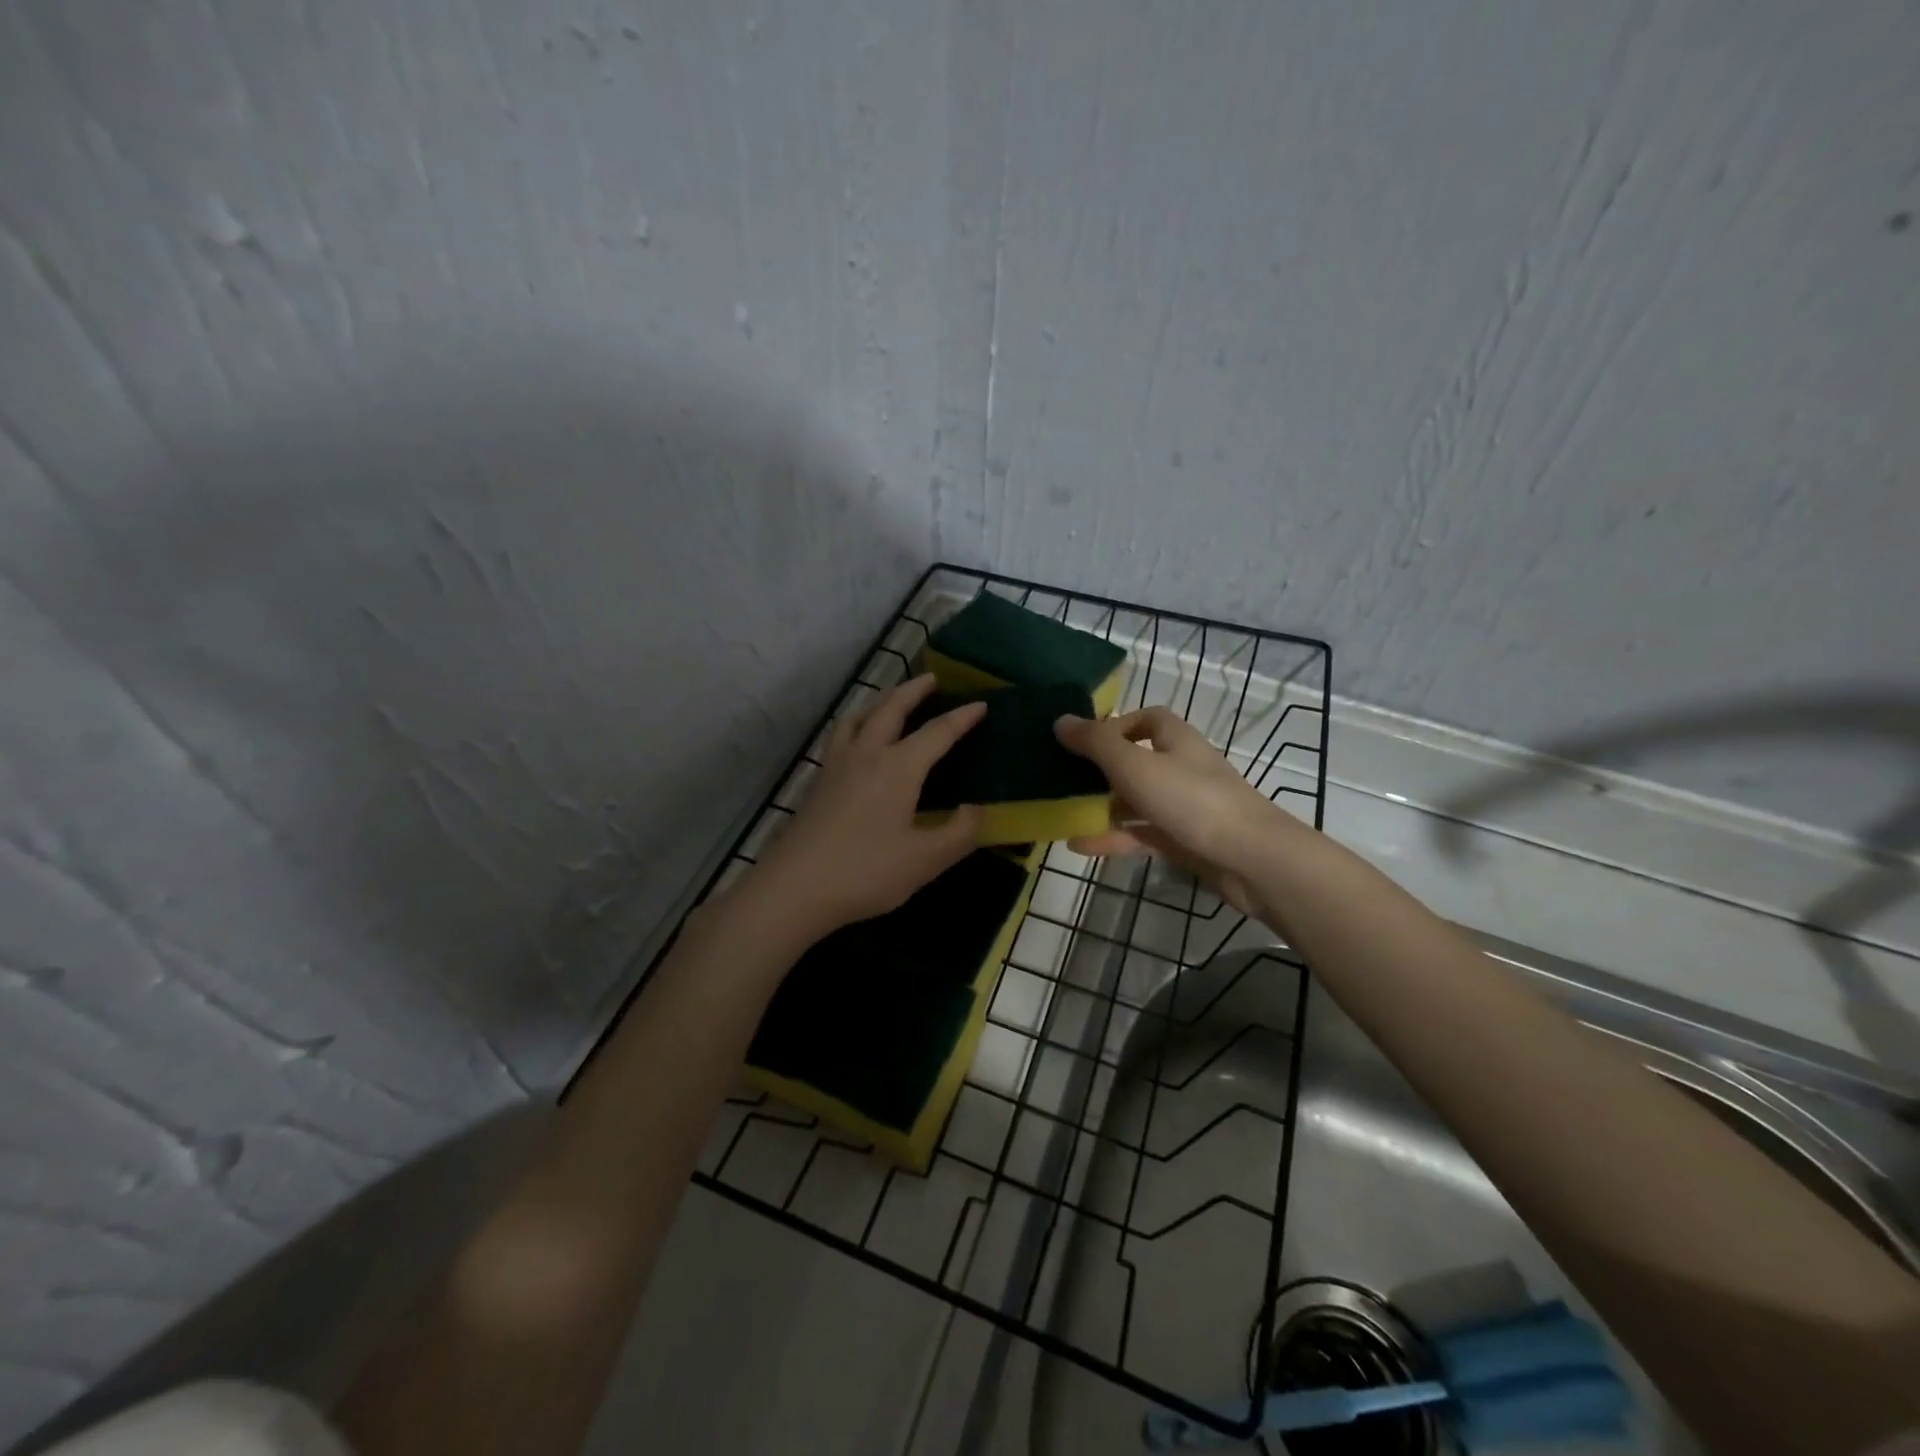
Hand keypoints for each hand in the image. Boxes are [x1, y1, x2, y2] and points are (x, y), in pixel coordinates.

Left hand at [748, 675, 985, 941]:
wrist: (795, 887)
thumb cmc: (866, 872)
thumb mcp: (926, 860)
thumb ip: (960, 833)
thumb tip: (976, 810)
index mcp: (898, 767)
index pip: (937, 732)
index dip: (962, 718)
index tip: (981, 705)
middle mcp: (867, 754)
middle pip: (891, 708)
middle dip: (914, 690)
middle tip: (932, 679)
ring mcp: (837, 765)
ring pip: (860, 716)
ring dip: (881, 701)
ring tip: (893, 700)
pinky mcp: (818, 781)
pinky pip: (842, 735)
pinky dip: (858, 722)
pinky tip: (857, 740)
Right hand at [1053, 707, 1286, 912]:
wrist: (1250, 860)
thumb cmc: (1191, 800)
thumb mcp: (1134, 766)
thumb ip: (1095, 743)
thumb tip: (1060, 721)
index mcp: (1176, 741)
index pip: (1148, 719)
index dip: (1118, 724)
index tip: (1088, 741)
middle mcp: (1182, 768)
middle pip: (1138, 761)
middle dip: (1103, 771)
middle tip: (1067, 780)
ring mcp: (1185, 807)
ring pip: (1138, 801)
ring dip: (1104, 807)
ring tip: (1066, 815)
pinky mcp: (1185, 841)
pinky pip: (1142, 834)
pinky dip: (1114, 838)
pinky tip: (1080, 846)